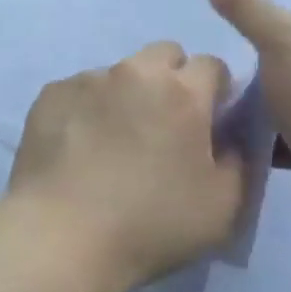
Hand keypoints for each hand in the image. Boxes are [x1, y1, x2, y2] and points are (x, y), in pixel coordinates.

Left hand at [3, 41, 246, 291]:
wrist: (61, 237)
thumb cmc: (150, 226)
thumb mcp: (223, 208)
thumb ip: (238, 161)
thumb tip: (228, 137)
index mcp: (182, 92)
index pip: (212, 65)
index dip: (215, 91)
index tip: (208, 122)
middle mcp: (135, 72)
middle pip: (165, 54)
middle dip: (172, 79)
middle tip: (165, 124)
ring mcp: (89, 79)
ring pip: (120, 72)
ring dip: (127, 94)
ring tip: (114, 142)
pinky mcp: (52, 93)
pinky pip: (81, 90)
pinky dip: (88, 109)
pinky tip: (79, 148)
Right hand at [204, 0, 290, 226]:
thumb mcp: (280, 38)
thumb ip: (245, 5)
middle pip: (278, 38)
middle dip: (241, 33)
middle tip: (194, 23)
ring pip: (270, 80)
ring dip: (241, 79)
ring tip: (194, 65)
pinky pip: (268, 120)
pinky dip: (246, 119)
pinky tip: (211, 111)